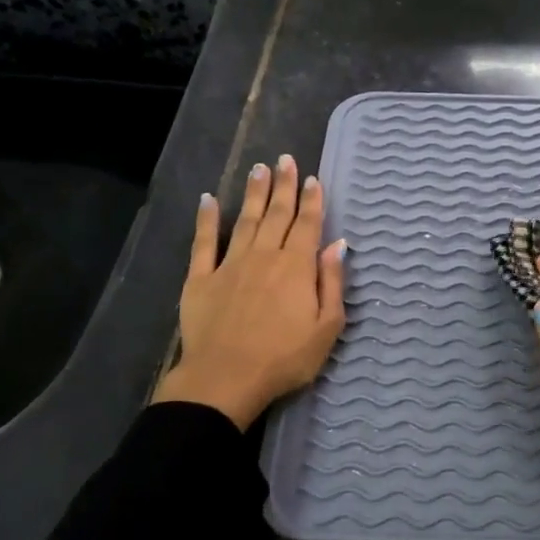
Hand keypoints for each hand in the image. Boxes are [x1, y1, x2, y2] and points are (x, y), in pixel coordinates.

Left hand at [152, 154, 346, 428]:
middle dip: (283, 186)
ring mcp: (230, 264)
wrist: (225, 379)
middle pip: (277, 214)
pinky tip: (208, 199)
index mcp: (297, 267)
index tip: (313, 179)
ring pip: (246, 220)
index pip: (307, 225)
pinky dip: (207, 219)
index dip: (312, 200)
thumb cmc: (284, 358)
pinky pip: (204, 242)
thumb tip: (338, 245)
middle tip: (284, 160)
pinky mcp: (200, 279)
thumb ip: (332, 282)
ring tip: (258, 169)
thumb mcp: (326, 327)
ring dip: (254, 193)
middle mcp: (265, 256)